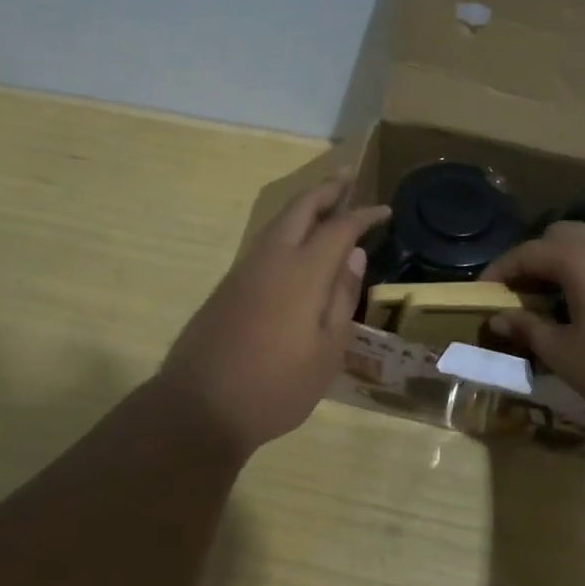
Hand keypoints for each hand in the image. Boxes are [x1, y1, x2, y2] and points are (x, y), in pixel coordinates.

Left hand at [150, 174, 389, 456]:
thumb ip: (342, 297)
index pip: (339, 227)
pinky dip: (288, 228)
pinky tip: (297, 243)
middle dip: (326, 189)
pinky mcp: (229, 286)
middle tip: (347, 177)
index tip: (384, 210)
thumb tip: (354, 254)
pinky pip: (265, 241)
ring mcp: (245, 270)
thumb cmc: (277, 386)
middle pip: (300, 208)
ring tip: (327, 202)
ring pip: (278, 222)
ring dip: (304, 206)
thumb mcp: (327, 351)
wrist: (200, 408)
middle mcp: (272, 259)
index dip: (363, 215)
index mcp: (302, 272)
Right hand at [482, 222, 584, 426]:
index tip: (483, 292)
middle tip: (520, 293)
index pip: (526, 253)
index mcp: (578, 256)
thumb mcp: (566, 355)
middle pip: (557, 236)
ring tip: (555, 296)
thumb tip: (498, 319)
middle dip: (533, 259)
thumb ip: (529, 330)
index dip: (499, 272)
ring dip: (564, 260)